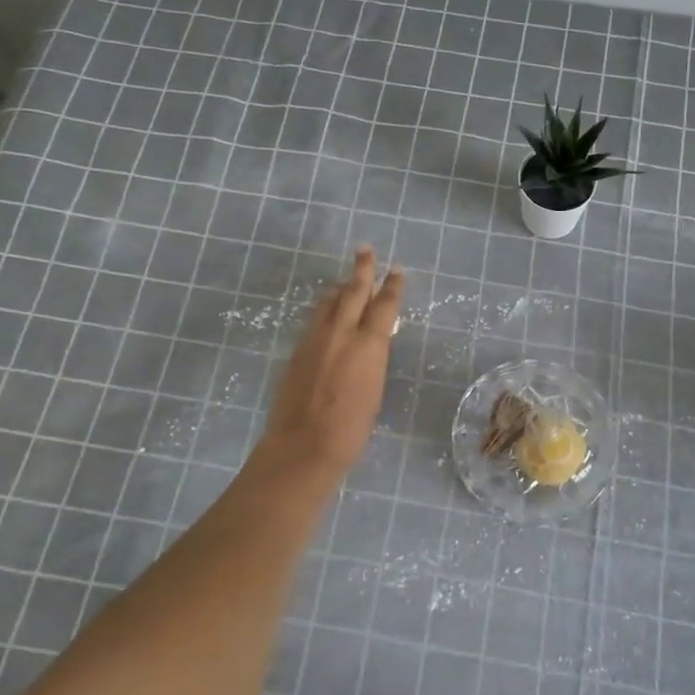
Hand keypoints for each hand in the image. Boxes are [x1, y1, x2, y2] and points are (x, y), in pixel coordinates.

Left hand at [257, 246, 402, 476]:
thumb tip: (371, 343)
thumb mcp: (374, 390)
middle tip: (365, 249)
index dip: (392, 286)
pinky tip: (327, 313)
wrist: (303, 445)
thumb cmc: (350, 428)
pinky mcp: (298, 349)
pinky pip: (315, 319)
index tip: (396, 270)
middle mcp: (341, 333)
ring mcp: (315, 339)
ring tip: (346, 282)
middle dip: (362, 268)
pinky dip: (325, 310)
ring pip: (329, 302)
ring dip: (340, 289)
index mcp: (369, 345)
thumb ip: (372, 360)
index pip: (385, 305)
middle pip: (353, 291)